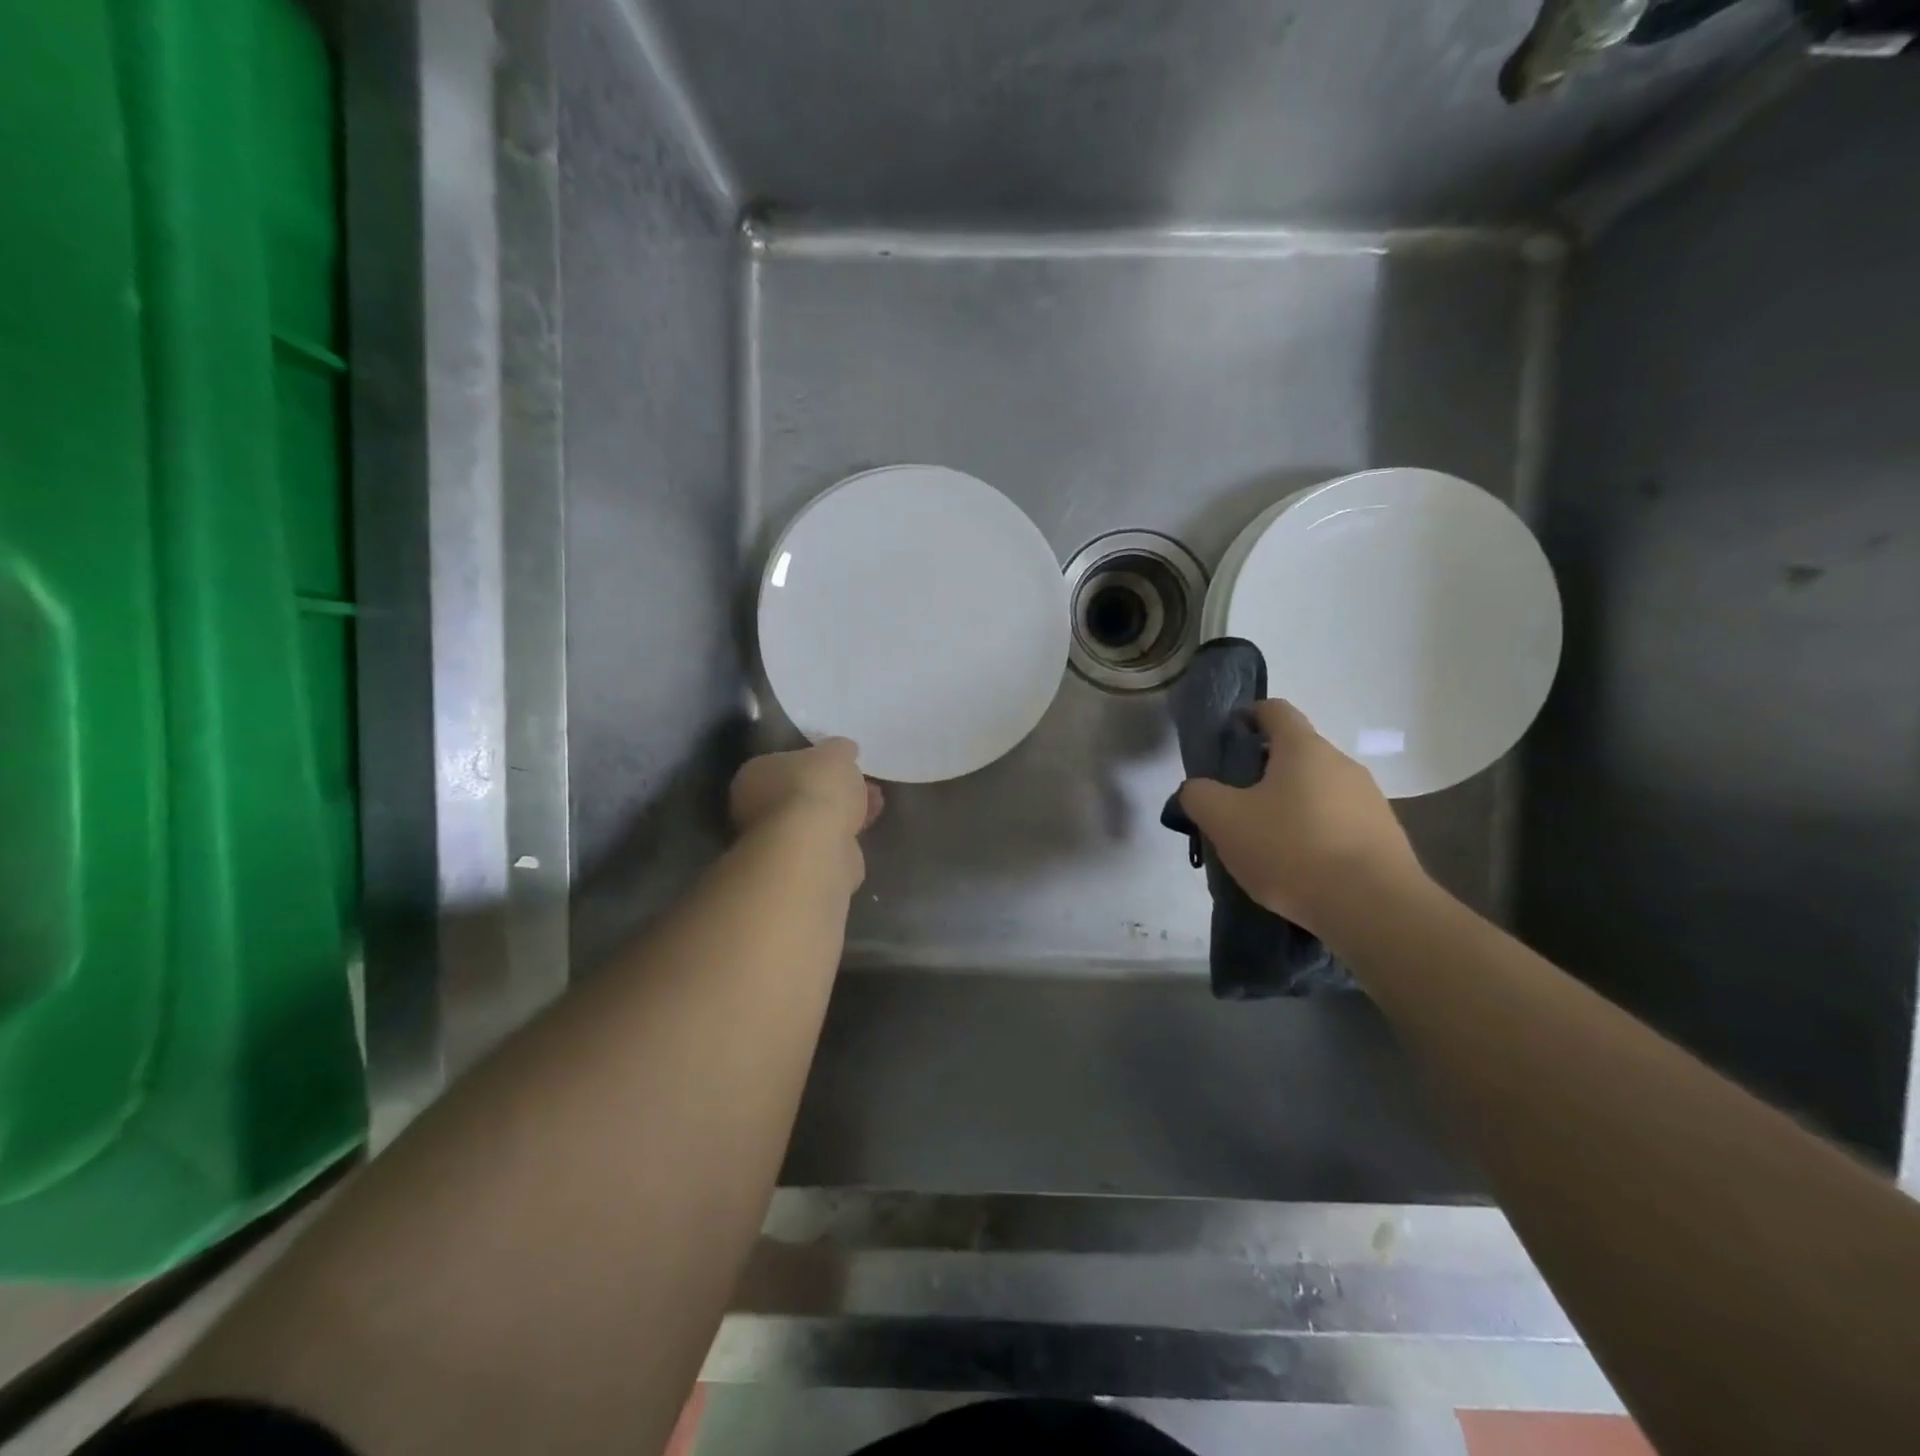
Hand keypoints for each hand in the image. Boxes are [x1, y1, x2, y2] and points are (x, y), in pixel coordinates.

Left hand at [729, 738, 883, 841]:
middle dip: (832, 788)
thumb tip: (843, 750)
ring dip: (843, 810)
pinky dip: (846, 834)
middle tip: (861, 781)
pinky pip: (827, 842)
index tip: (839, 762)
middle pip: (800, 792)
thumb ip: (839, 749)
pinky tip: (868, 825)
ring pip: (816, 819)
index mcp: (754, 775)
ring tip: (876, 801)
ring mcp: (778, 841)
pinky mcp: (800, 866)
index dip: (813, 761)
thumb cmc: (815, 789)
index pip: (783, 763)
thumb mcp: (836, 753)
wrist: (815, 849)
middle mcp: (756, 809)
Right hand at [1178, 700, 1426, 936]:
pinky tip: (1300, 868)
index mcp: (1304, 748)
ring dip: (1290, 806)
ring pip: (1317, 790)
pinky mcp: (1385, 837)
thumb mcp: (1224, 820)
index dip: (1247, 716)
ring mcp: (1370, 800)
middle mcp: (1342, 764)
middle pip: (1295, 753)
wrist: (1373, 909)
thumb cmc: (1291, 849)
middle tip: (1235, 805)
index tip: (1226, 739)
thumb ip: (1199, 795)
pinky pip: (1338, 823)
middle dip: (1262, 771)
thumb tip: (1197, 789)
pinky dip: (1315, 834)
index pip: (1274, 710)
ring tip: (1266, 844)